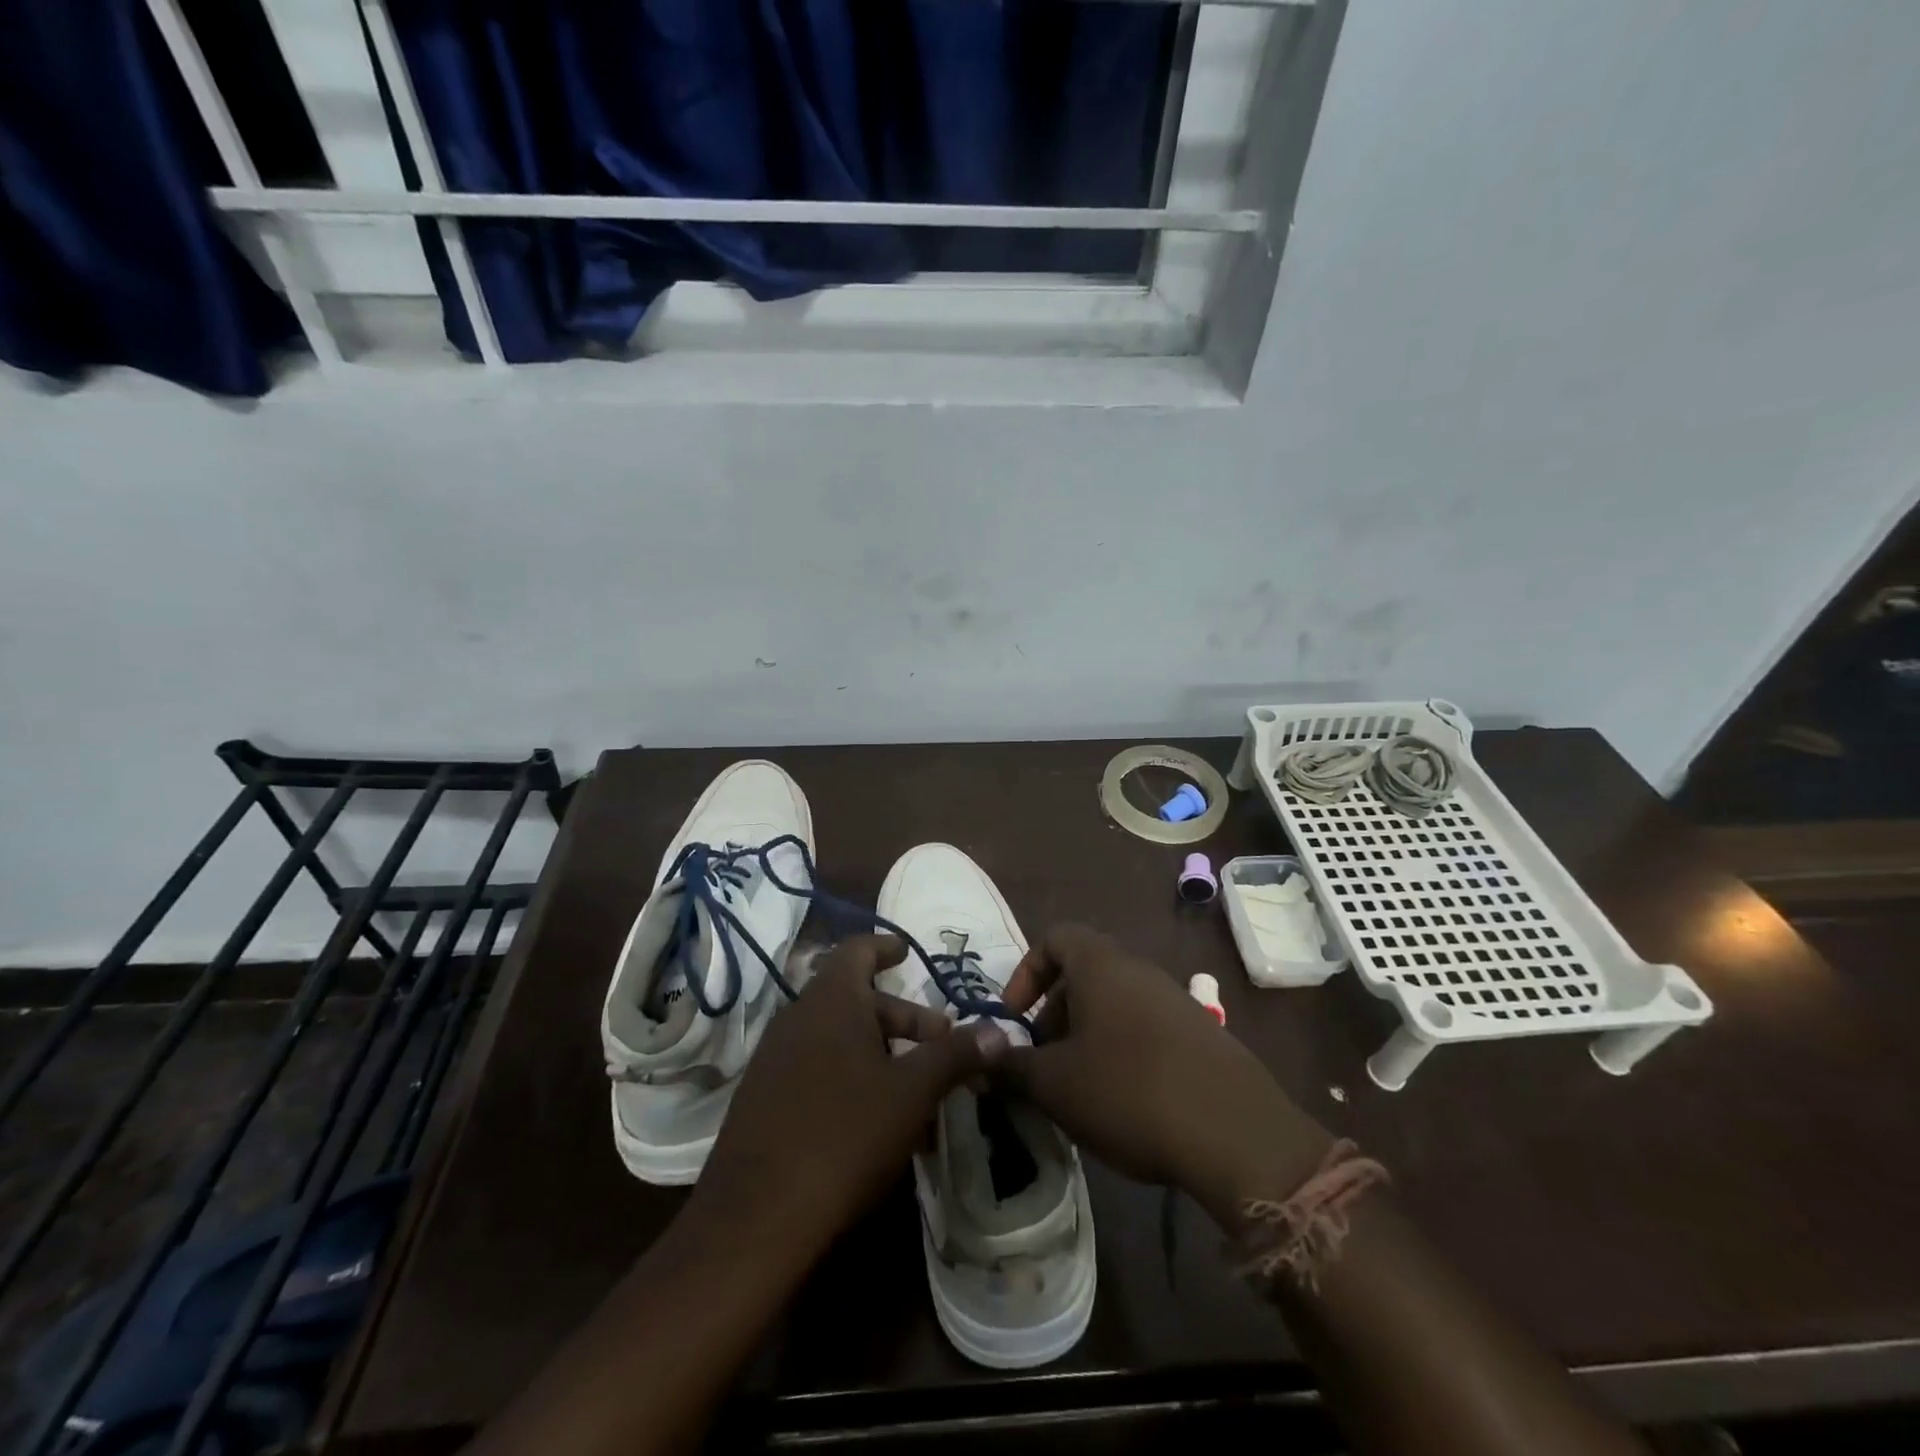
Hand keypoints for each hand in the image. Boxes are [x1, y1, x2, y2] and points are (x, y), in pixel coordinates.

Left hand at [692, 934, 1003, 1263]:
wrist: (756, 1218)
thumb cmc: (845, 1134)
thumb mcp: (912, 1092)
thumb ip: (955, 1055)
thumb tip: (998, 1031)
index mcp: (831, 1000)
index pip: (857, 949)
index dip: (885, 946)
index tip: (907, 952)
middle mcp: (798, 1017)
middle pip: (856, 999)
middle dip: (902, 1018)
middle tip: (940, 1043)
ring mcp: (775, 1058)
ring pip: (839, 1038)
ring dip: (881, 1053)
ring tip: (917, 1088)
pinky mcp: (764, 1098)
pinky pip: (818, 1069)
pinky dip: (852, 1078)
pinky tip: (877, 1121)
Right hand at [995, 924, 1329, 1227]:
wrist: (1235, 1133)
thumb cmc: (1128, 1090)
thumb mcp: (1055, 1084)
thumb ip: (1011, 1066)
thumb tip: (983, 1058)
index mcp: (1100, 965)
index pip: (1054, 938)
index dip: (1025, 973)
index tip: (1014, 1019)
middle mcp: (1138, 969)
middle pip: (1083, 974)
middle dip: (1053, 1014)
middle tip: (1041, 1062)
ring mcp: (1174, 999)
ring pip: (1113, 1004)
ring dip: (1085, 1036)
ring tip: (1076, 1088)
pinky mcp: (1199, 1034)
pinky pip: (1144, 1028)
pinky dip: (1120, 1051)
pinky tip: (1120, 1101)